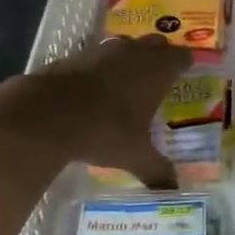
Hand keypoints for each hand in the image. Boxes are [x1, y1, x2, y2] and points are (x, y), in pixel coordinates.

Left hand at [0, 36, 191, 188]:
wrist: (46, 114)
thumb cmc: (104, 130)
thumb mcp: (134, 155)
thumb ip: (157, 170)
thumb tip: (173, 191)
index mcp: (157, 71)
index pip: (182, 56)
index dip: (186, 63)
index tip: (188, 71)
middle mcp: (134, 53)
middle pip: (156, 44)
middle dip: (161, 55)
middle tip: (162, 74)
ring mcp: (103, 51)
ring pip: (126, 46)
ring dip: (130, 58)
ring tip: (130, 81)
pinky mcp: (75, 56)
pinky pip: (98, 56)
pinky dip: (102, 67)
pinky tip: (96, 88)